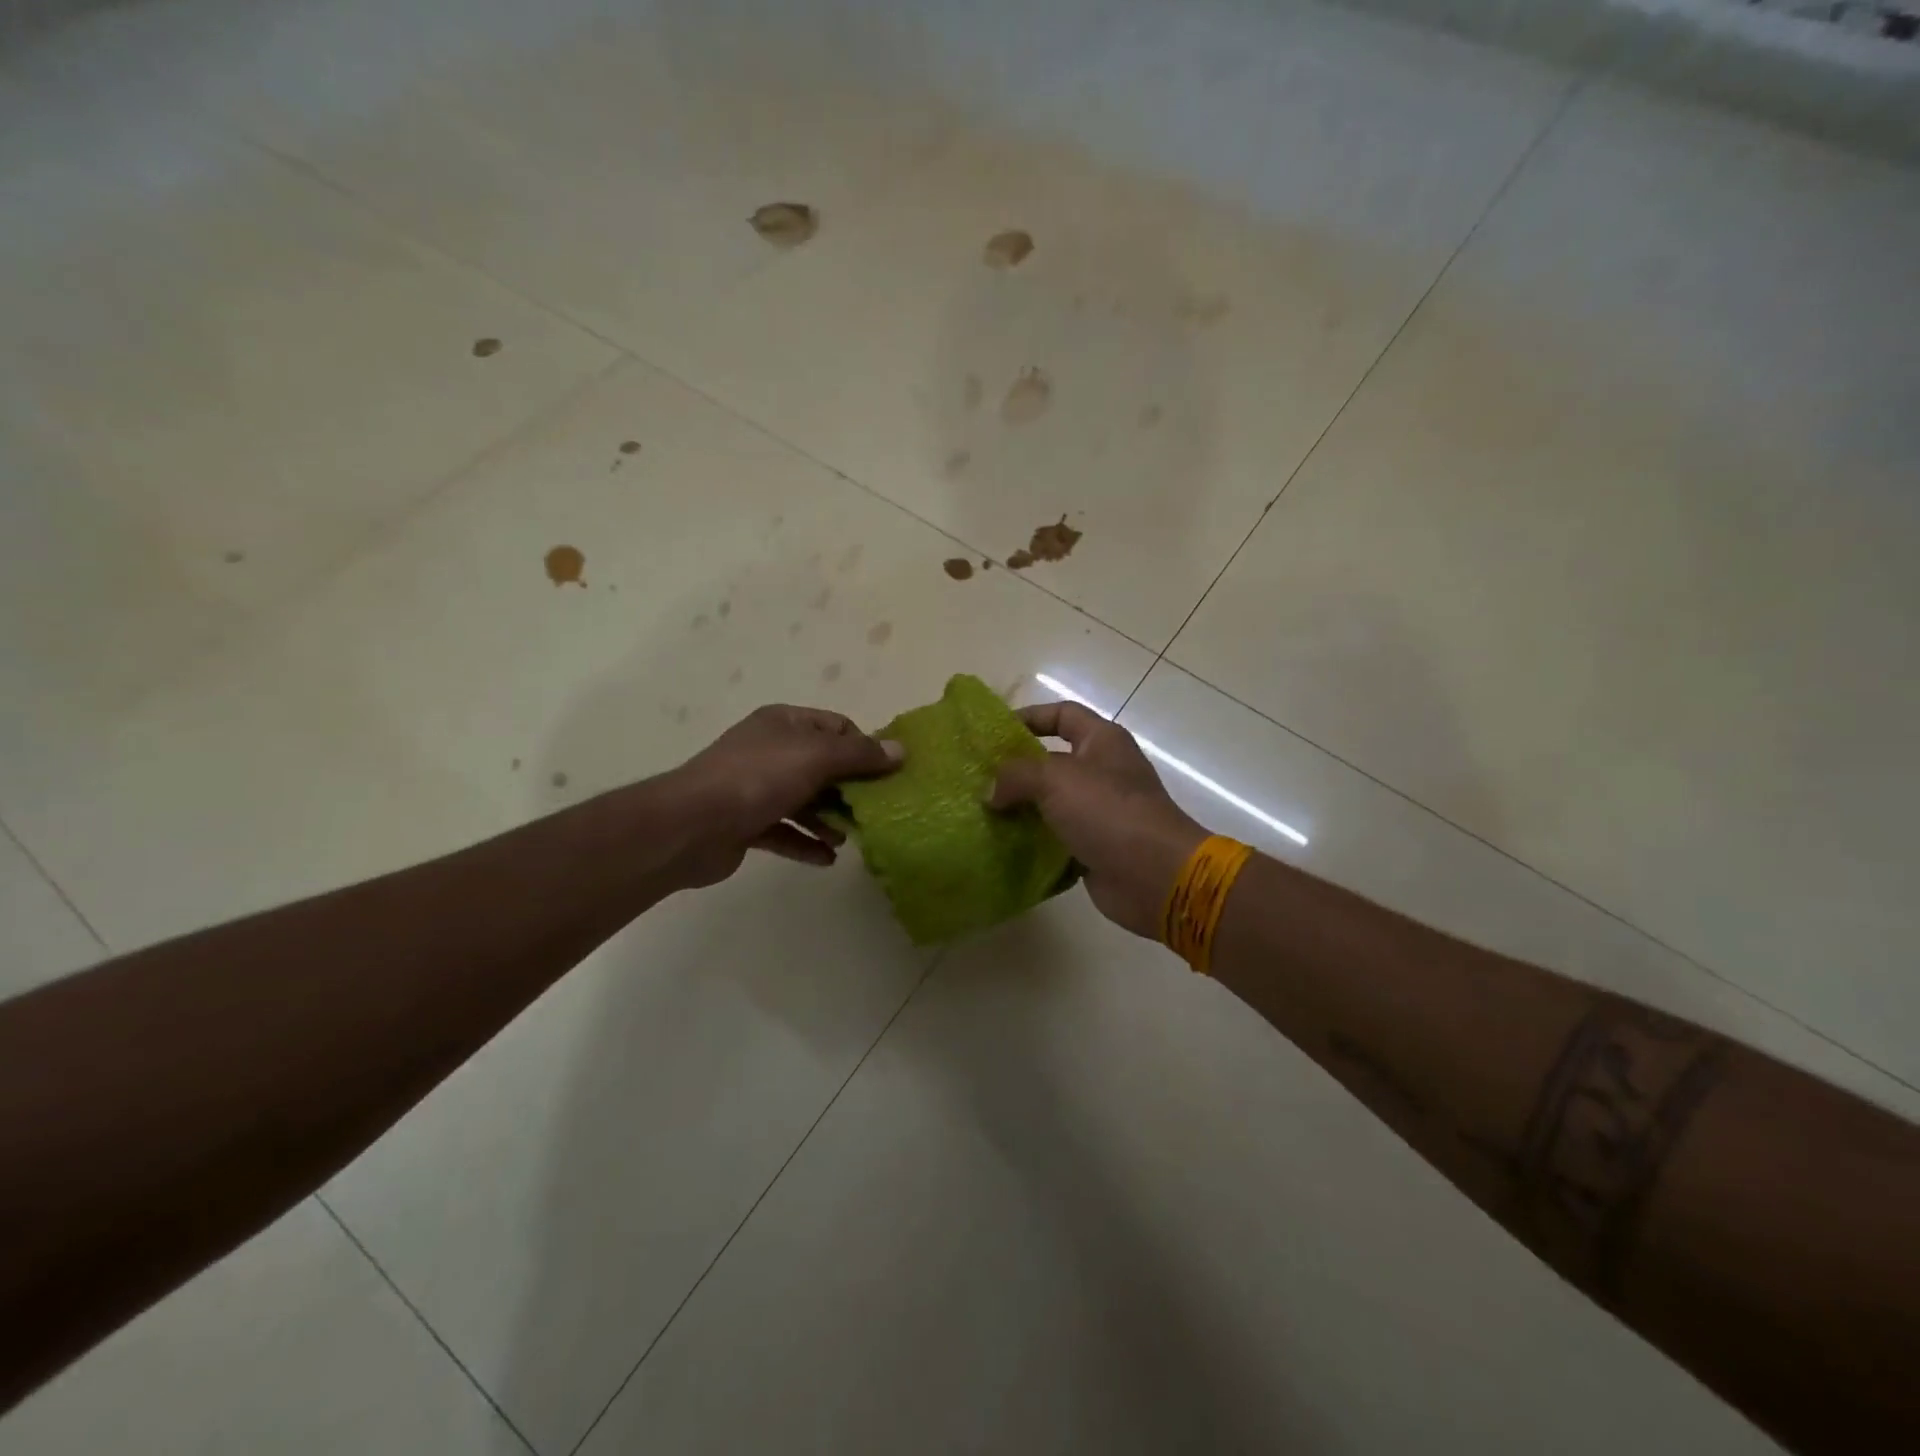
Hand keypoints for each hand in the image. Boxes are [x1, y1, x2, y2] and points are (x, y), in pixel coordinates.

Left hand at [663, 705, 902, 888]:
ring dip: (829, 819)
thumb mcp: (817, 757)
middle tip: (874, 811)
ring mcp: (756, 788)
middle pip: (823, 766)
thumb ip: (860, 755)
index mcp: (785, 724)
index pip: (836, 727)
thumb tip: (900, 750)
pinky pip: (785, 831)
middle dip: (850, 789)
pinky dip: (806, 843)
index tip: (886, 775)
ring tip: (849, 838)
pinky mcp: (746, 823)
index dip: (863, 748)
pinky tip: (827, 859)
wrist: (691, 824)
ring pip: (804, 801)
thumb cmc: (759, 778)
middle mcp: (770, 750)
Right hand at [989, 702, 1207, 938]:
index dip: (1029, 717)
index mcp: (1102, 741)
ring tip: (981, 813)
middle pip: (1051, 761)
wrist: (1155, 876)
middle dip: (1015, 769)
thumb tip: (990, 791)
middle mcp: (1102, 771)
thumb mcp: (1055, 779)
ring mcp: (1099, 811)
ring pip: (1050, 802)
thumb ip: (1015, 775)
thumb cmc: (1109, 812)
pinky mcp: (1093, 846)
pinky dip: (1032, 840)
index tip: (994, 733)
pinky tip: (1001, 845)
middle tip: (977, 779)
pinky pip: (1055, 837)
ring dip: (1019, 808)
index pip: (1062, 714)